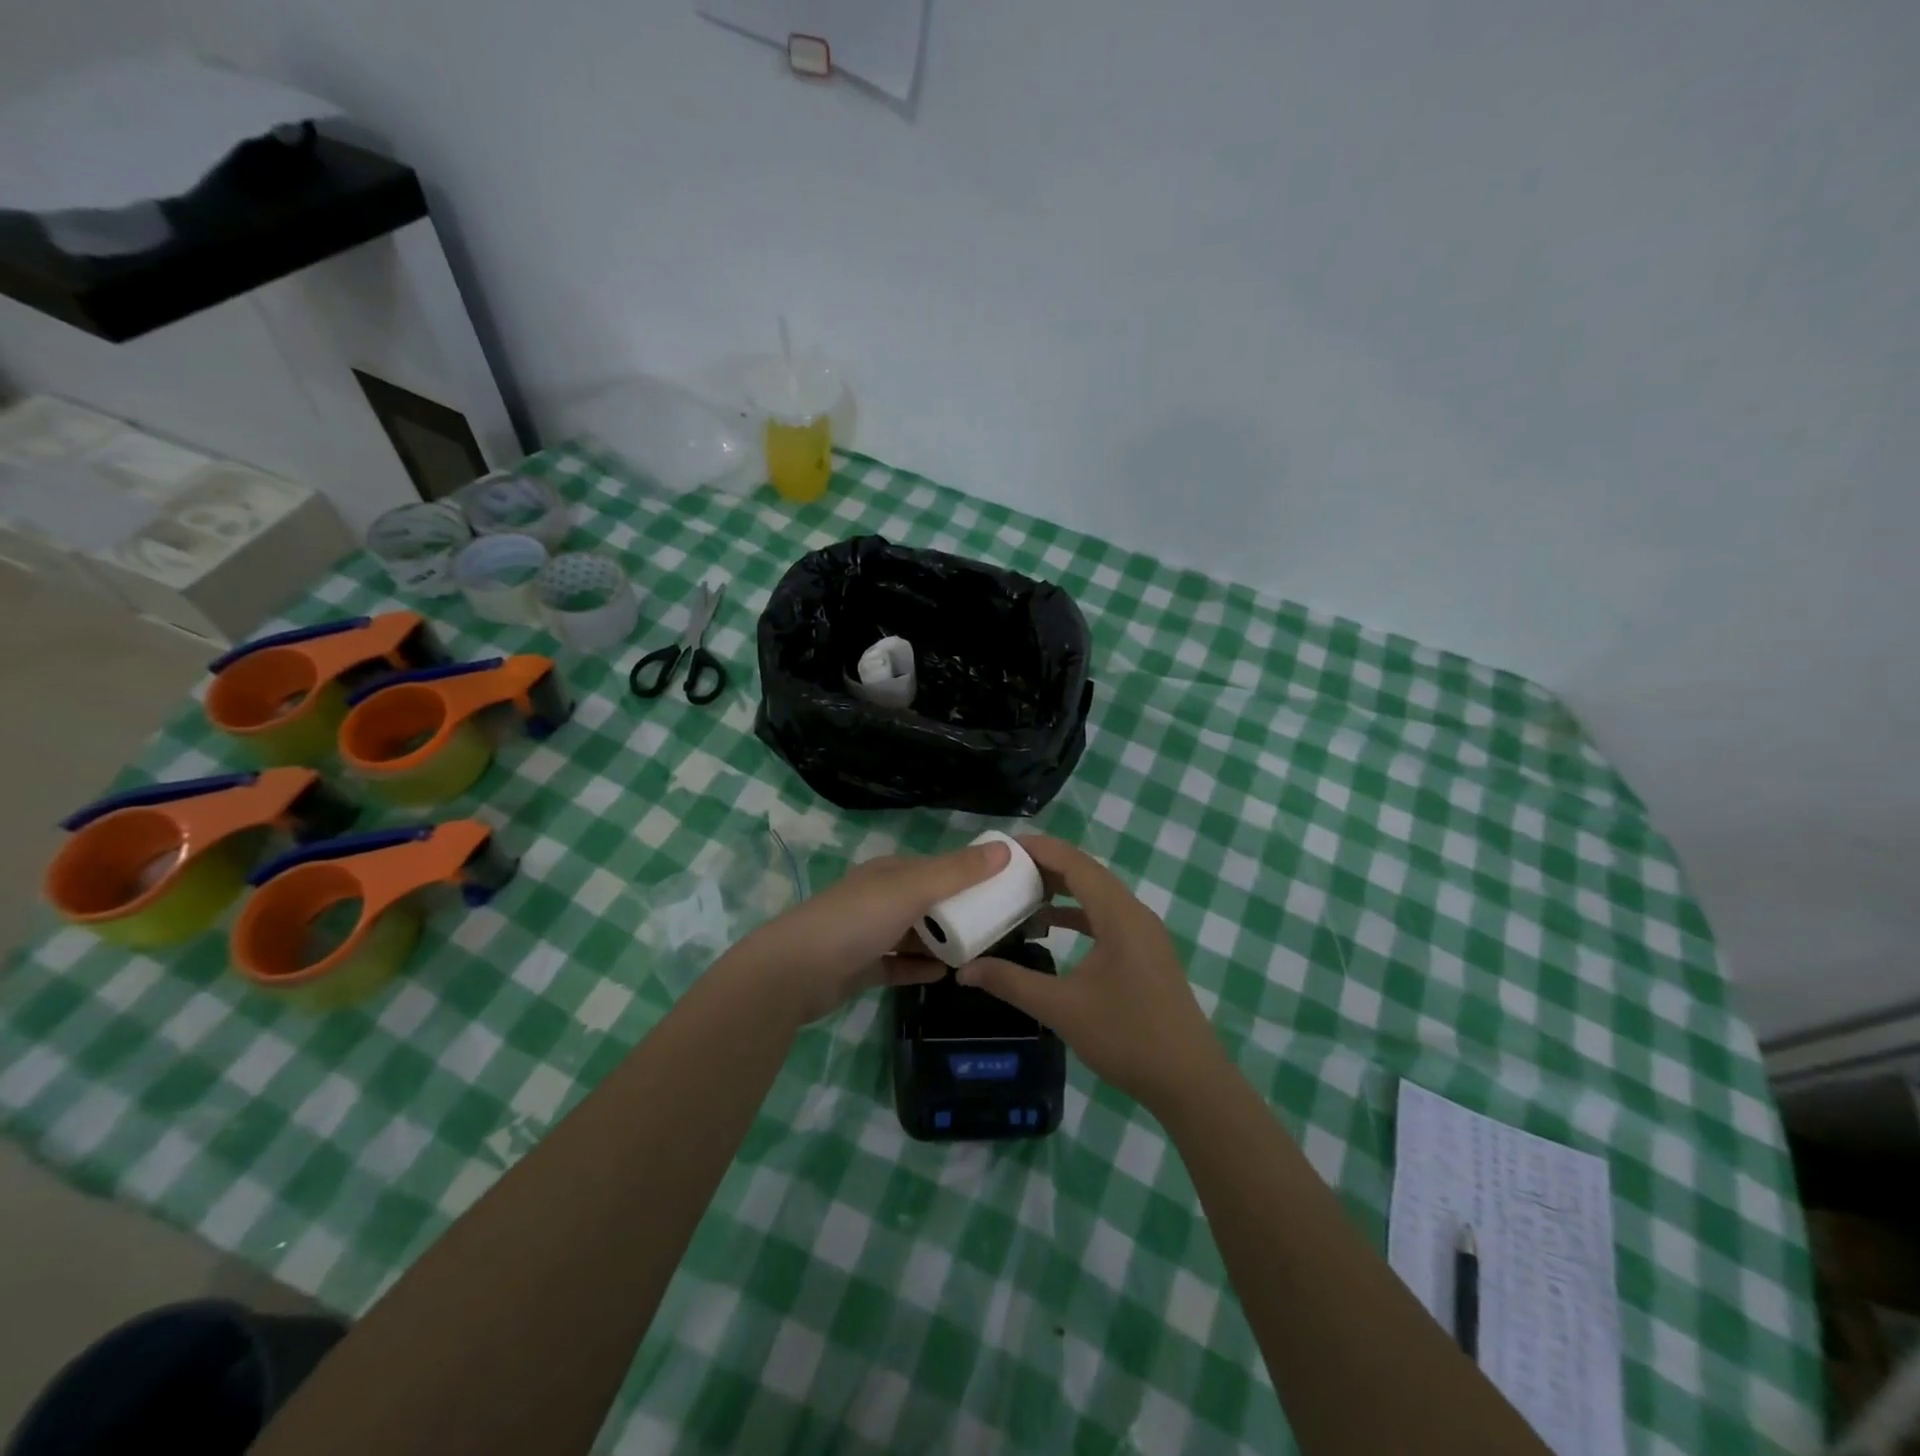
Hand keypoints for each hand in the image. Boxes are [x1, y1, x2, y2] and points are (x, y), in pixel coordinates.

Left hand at [732, 838, 1011, 1024]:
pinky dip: (920, 967)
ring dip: (942, 941)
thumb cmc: (855, 921)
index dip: (970, 874)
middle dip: (960, 911)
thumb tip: (1005, 848)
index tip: (1004, 888)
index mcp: (890, 873)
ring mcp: (868, 933)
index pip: (938, 867)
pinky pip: (899, 964)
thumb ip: (957, 872)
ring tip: (978, 951)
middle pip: (928, 901)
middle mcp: (879, 898)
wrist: (794, 973)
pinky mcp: (861, 967)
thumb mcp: (911, 890)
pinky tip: (944, 974)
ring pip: (914, 933)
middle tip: (998, 926)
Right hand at [958, 835, 1223, 1110]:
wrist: (1190, 1081)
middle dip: (1046, 866)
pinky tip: (1051, 927)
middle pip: (1087, 873)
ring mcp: (1144, 934)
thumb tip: (964, 970)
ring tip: (1019, 891)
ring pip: (1098, 896)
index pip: (1075, 863)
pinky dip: (1077, 915)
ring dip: (1062, 890)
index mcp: (1119, 915)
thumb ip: (1011, 983)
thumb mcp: (1061, 1009)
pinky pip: (1106, 917)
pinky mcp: (1146, 953)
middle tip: (1003, 868)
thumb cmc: (1127, 1037)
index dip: (1040, 849)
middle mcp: (1135, 914)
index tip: (1002, 846)